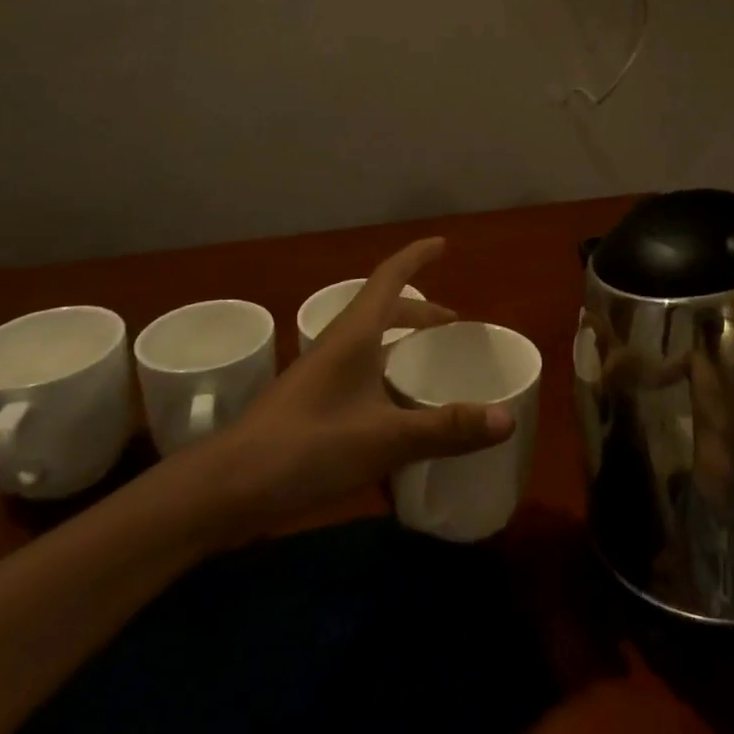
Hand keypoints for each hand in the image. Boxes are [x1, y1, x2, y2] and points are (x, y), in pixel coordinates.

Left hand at [215, 237, 514, 526]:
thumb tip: (507, 418)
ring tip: (427, 364)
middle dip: (419, 310)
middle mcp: (336, 345)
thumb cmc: (306, 448)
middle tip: (451, 324)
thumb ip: (446, 428)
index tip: (443, 244)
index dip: (417, 257)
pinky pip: (357, 374)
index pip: (390, 277)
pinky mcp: (310, 405)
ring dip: (399, 343)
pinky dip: (383, 378)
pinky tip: (394, 415)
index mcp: (354, 335)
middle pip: (382, 310)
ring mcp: (319, 375)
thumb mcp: (385, 439)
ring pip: (368, 343)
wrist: (225, 489)